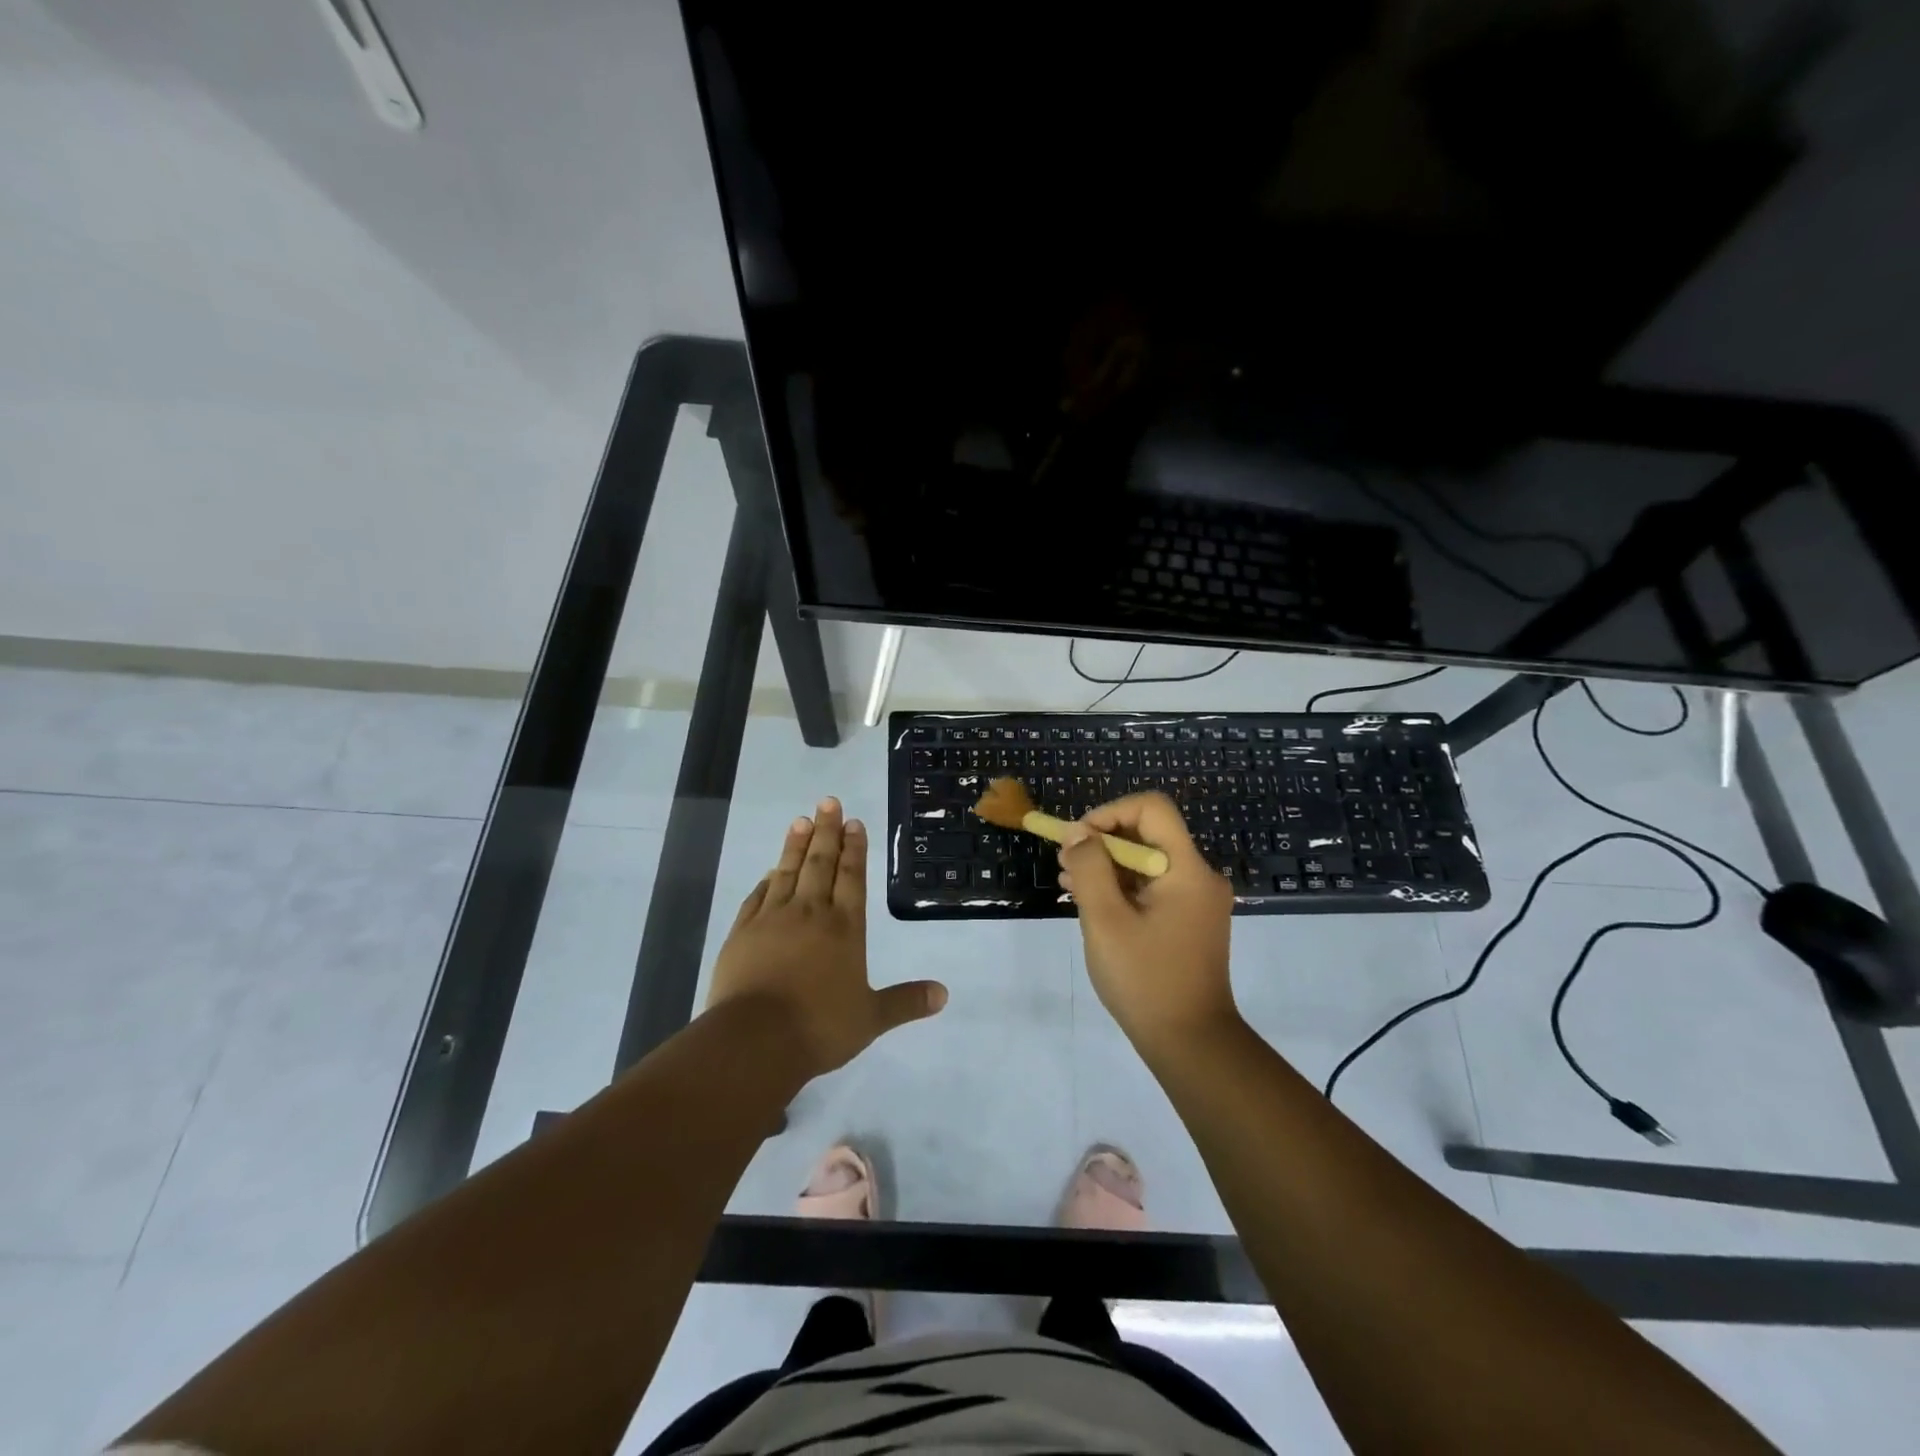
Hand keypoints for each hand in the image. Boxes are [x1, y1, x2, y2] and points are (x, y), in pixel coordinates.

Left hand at [708, 797, 947, 1078]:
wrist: (754, 1041)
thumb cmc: (819, 1027)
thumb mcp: (871, 1019)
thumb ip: (906, 1002)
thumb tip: (944, 994)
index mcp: (844, 928)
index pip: (852, 877)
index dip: (855, 848)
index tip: (854, 821)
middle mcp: (810, 914)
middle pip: (820, 863)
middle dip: (827, 831)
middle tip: (828, 801)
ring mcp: (772, 920)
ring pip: (787, 872)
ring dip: (795, 845)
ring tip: (800, 820)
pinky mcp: (742, 933)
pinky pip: (757, 897)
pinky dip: (766, 881)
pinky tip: (769, 872)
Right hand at [1058, 792, 1238, 1056]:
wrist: (1190, 1043)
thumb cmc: (1145, 979)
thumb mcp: (1105, 920)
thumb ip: (1089, 869)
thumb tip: (1078, 833)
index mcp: (1187, 869)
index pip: (1152, 808)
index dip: (1110, 813)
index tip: (1078, 839)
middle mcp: (1199, 876)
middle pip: (1148, 833)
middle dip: (1102, 841)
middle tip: (1064, 861)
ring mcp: (1196, 901)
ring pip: (1147, 862)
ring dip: (1107, 865)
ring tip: (1067, 882)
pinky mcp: (1188, 921)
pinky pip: (1152, 888)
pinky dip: (1121, 888)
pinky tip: (1089, 902)